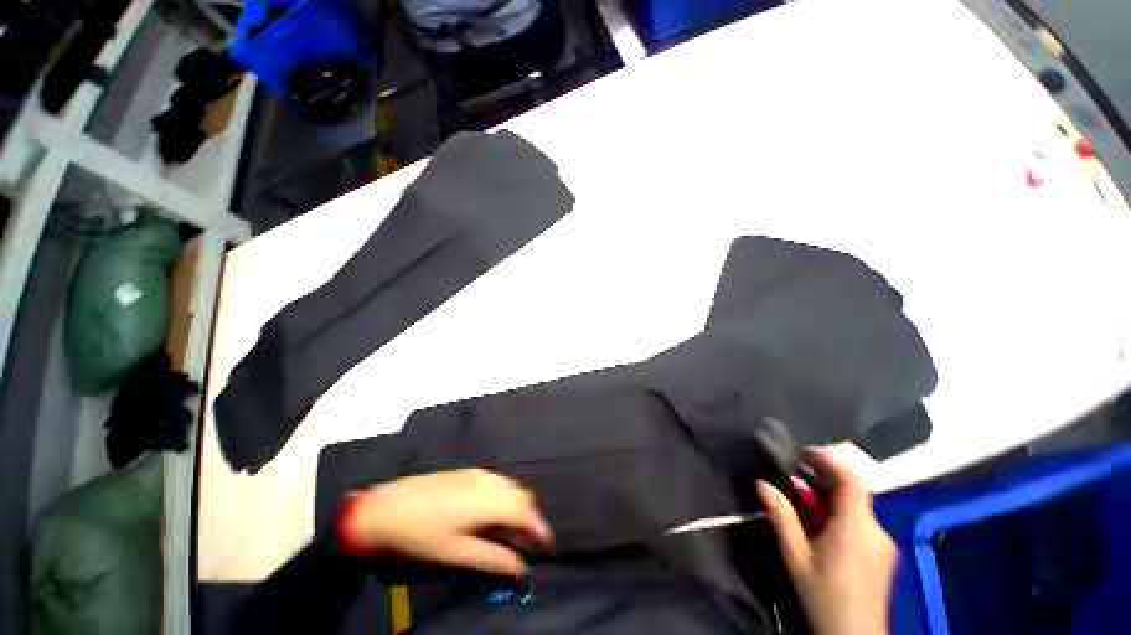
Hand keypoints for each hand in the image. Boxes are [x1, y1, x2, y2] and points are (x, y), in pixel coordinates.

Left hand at [342, 469, 553, 576]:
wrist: (390, 506)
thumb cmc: (423, 533)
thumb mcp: (457, 552)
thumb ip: (493, 558)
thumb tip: (521, 566)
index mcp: (489, 501)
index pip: (525, 512)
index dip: (539, 527)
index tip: (546, 543)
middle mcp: (490, 482)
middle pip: (522, 495)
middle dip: (530, 516)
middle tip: (526, 540)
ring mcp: (479, 473)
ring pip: (511, 485)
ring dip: (518, 504)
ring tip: (511, 528)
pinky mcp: (469, 471)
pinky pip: (498, 481)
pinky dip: (505, 495)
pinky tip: (492, 510)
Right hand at [757, 449, 896, 634]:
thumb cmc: (823, 596)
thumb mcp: (796, 557)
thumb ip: (782, 517)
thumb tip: (762, 484)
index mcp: (855, 527)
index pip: (852, 480)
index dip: (830, 460)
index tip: (804, 452)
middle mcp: (876, 530)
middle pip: (854, 491)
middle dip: (824, 478)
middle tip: (795, 474)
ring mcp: (883, 543)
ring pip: (857, 507)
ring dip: (830, 496)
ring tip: (803, 499)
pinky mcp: (883, 555)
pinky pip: (862, 521)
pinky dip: (840, 512)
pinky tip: (822, 524)